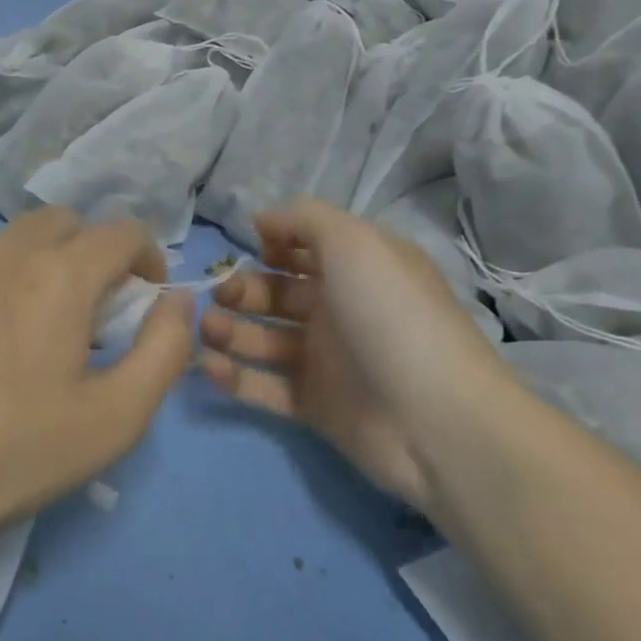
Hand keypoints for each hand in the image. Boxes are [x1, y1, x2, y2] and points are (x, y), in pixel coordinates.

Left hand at [0, 207, 194, 541]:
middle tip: (91, 310)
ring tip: (33, 328)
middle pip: (64, 223)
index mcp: (59, 273)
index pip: (122, 232)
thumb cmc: (19, 451)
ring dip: (39, 266)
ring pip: (12, 242)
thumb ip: (165, 348)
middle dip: (91, 253)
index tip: (145, 299)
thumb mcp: (119, 415)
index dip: (148, 258)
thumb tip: (176, 301)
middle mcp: (2, 252)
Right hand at [197, 198, 512, 514]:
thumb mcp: (354, 244)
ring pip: (265, 340)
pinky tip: (207, 367)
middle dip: (243, 290)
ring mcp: (327, 361)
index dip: (275, 243)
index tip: (249, 247)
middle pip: (278, 294)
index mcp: (359, 269)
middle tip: (218, 296)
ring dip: (230, 331)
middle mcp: (341, 310)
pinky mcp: (314, 405)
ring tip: (205, 329)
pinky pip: (265, 386)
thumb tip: (263, 219)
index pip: (307, 248)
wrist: (436, 421)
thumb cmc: (392, 317)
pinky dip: (235, 377)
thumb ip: (306, 219)